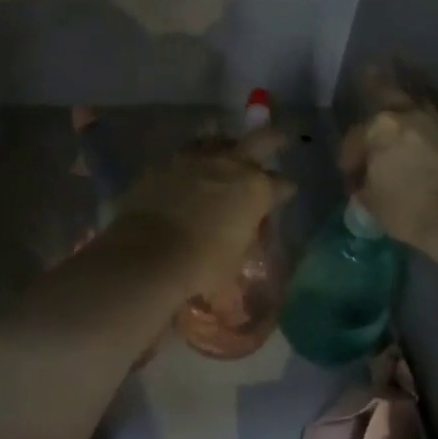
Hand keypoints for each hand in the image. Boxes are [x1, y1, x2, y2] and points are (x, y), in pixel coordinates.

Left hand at [109, 128, 295, 302]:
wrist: (150, 253)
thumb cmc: (202, 266)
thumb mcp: (229, 272)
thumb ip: (236, 272)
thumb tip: (235, 298)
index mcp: (255, 190)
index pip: (281, 185)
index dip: (285, 190)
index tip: (287, 192)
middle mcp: (230, 165)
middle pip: (261, 141)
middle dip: (274, 141)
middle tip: (282, 139)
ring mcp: (195, 160)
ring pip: (218, 140)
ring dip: (225, 145)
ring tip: (226, 150)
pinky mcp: (165, 164)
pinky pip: (184, 155)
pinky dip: (191, 161)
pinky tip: (188, 170)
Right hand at [339, 76, 437, 250]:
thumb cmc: (410, 210)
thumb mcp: (374, 204)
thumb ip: (367, 187)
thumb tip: (367, 185)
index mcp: (380, 129)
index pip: (355, 138)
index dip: (349, 158)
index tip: (351, 178)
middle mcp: (411, 117)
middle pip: (389, 92)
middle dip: (377, 81)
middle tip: (371, 67)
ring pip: (420, 105)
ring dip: (410, 104)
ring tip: (405, 102)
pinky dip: (431, 131)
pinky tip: (430, 140)